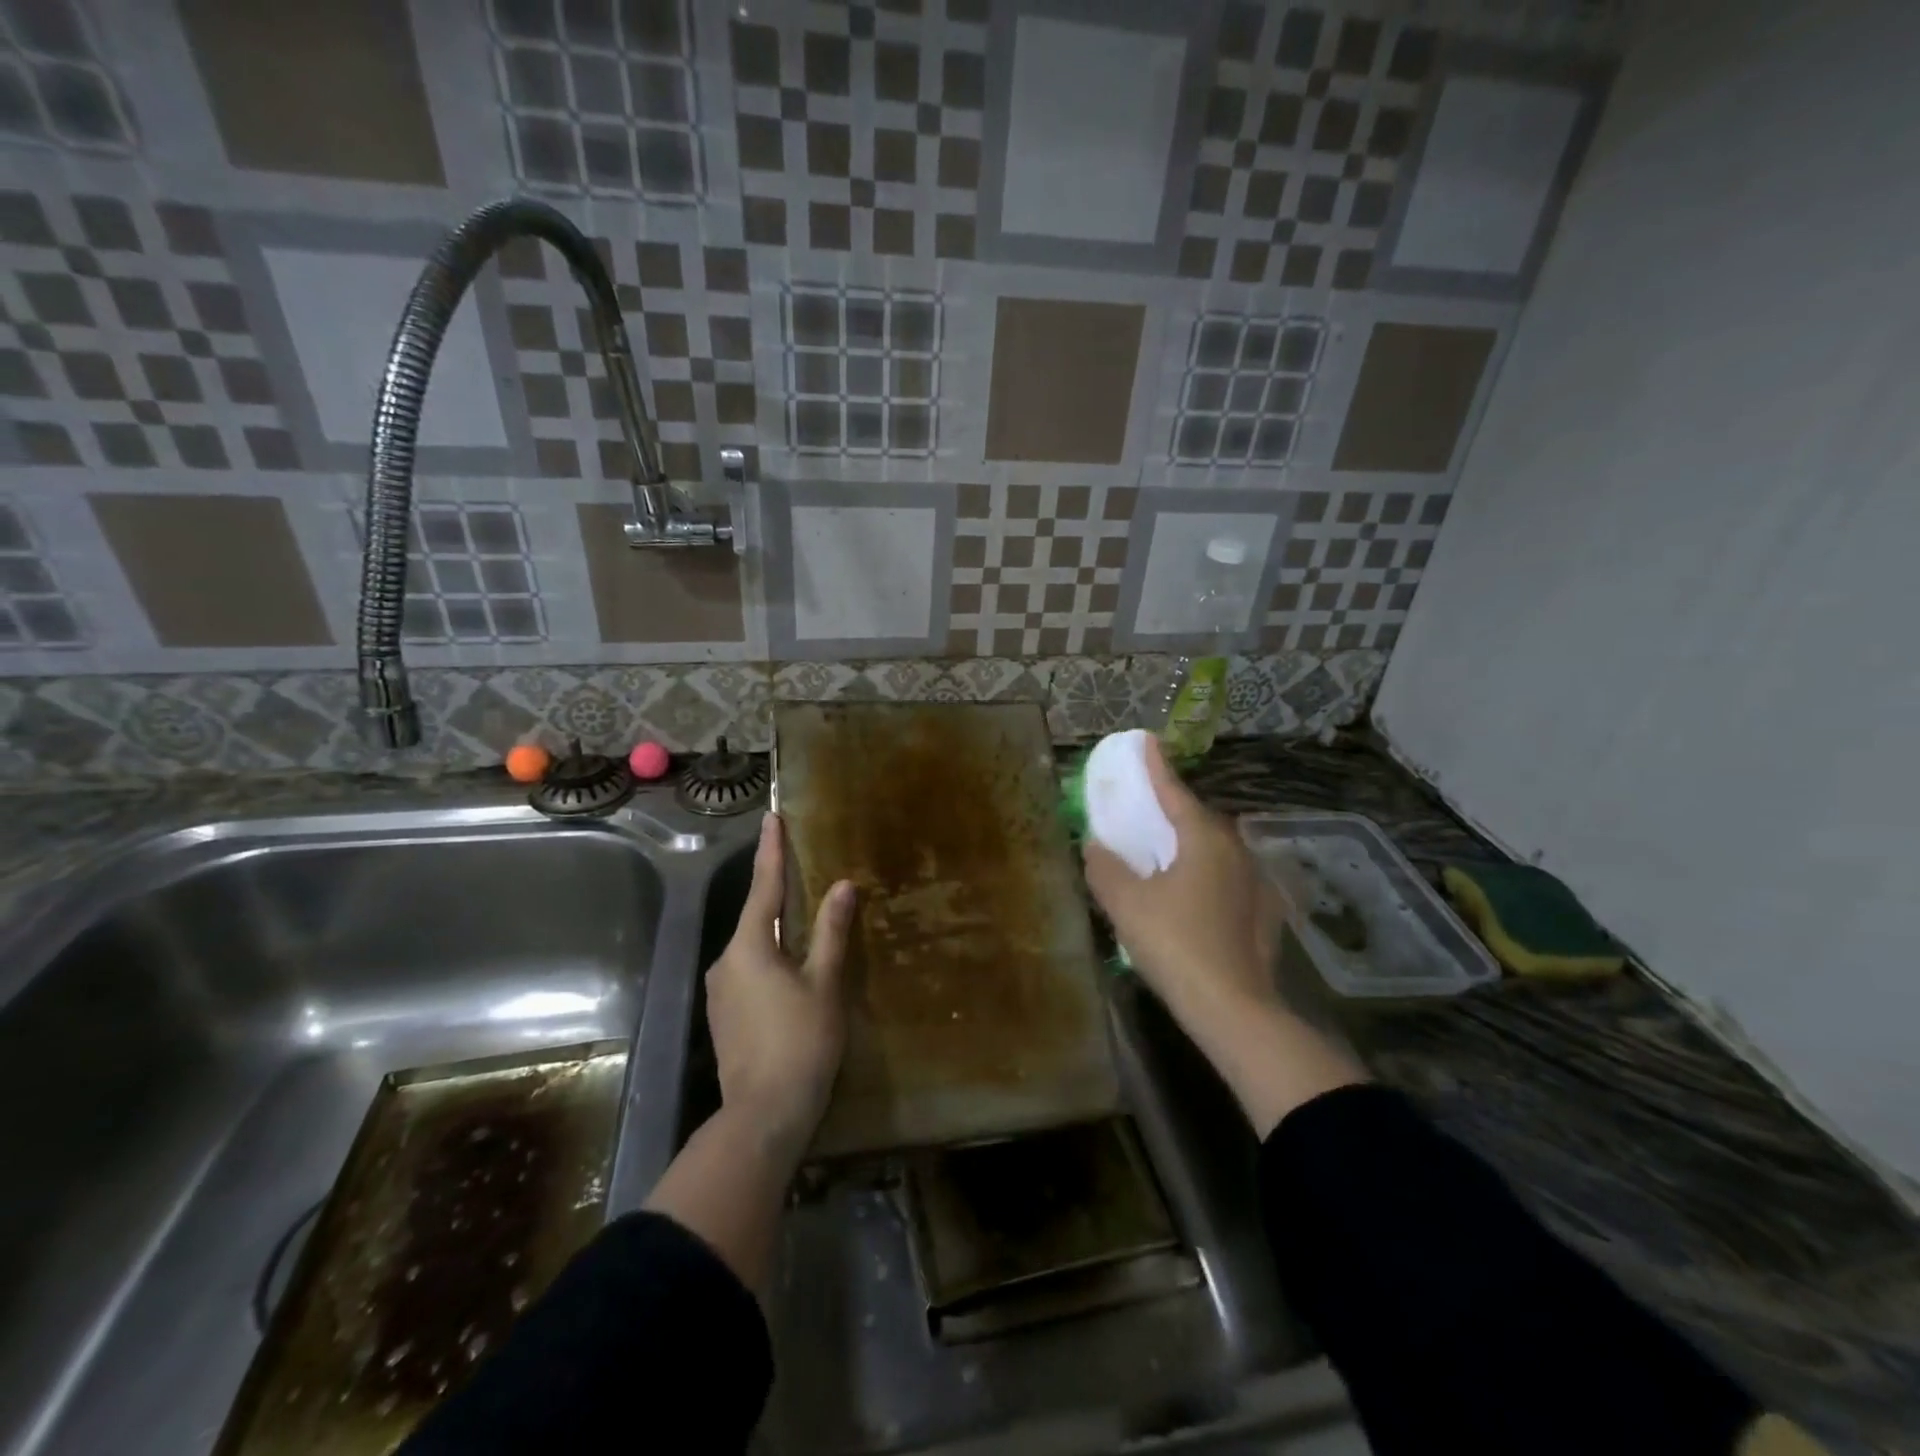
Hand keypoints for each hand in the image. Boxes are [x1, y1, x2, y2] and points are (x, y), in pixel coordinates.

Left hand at [707, 813, 856, 1152]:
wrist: (763, 1116)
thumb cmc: (800, 1043)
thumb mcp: (824, 983)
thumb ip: (831, 931)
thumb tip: (842, 886)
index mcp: (749, 946)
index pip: (763, 886)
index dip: (771, 851)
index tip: (772, 818)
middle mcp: (726, 962)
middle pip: (756, 916)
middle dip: (778, 893)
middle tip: (800, 868)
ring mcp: (721, 992)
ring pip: (753, 947)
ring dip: (777, 931)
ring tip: (805, 921)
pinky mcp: (724, 1016)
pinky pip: (750, 971)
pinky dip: (771, 959)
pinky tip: (792, 969)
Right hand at [1083, 739, 1365, 1135]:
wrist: (1232, 1008)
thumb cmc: (1174, 943)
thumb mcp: (1125, 903)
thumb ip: (1105, 867)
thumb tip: (1096, 845)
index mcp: (1204, 838)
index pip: (1174, 791)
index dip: (1155, 766)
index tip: (1145, 741)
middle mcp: (1235, 850)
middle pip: (1198, 818)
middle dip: (1171, 809)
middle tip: (1145, 808)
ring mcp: (1254, 882)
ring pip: (1214, 849)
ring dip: (1189, 843)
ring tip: (1164, 851)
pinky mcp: (1262, 912)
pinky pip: (1226, 877)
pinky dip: (1204, 873)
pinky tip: (1191, 893)